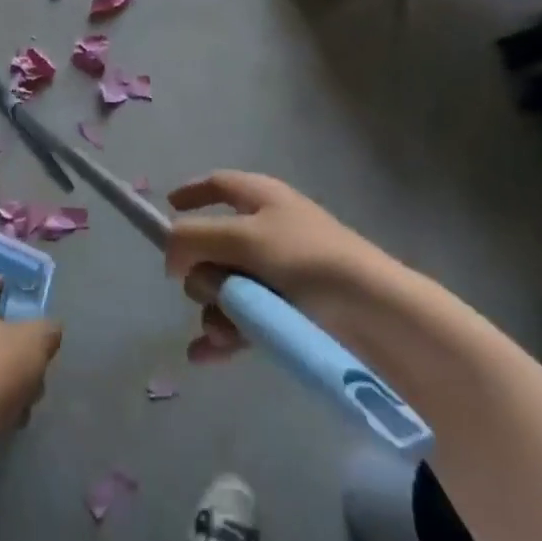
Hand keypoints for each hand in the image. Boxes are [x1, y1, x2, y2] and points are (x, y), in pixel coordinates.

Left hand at [0, 275, 62, 436]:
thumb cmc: (1, 367)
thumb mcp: (37, 339)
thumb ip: (48, 328)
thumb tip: (50, 329)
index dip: (4, 283)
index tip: (22, 293)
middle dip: (19, 340)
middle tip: (37, 350)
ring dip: (16, 373)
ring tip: (32, 390)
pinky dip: (5, 398)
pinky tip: (18, 413)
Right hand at [165, 170, 392, 362]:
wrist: (374, 315)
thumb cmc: (306, 260)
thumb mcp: (242, 237)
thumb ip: (194, 238)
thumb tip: (171, 256)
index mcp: (262, 199)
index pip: (219, 186)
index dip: (192, 194)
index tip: (167, 209)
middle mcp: (268, 232)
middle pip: (213, 245)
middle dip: (200, 271)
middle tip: (210, 288)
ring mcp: (278, 276)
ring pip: (224, 288)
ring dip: (214, 309)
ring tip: (223, 332)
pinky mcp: (287, 315)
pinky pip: (241, 321)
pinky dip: (222, 335)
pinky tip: (204, 355)